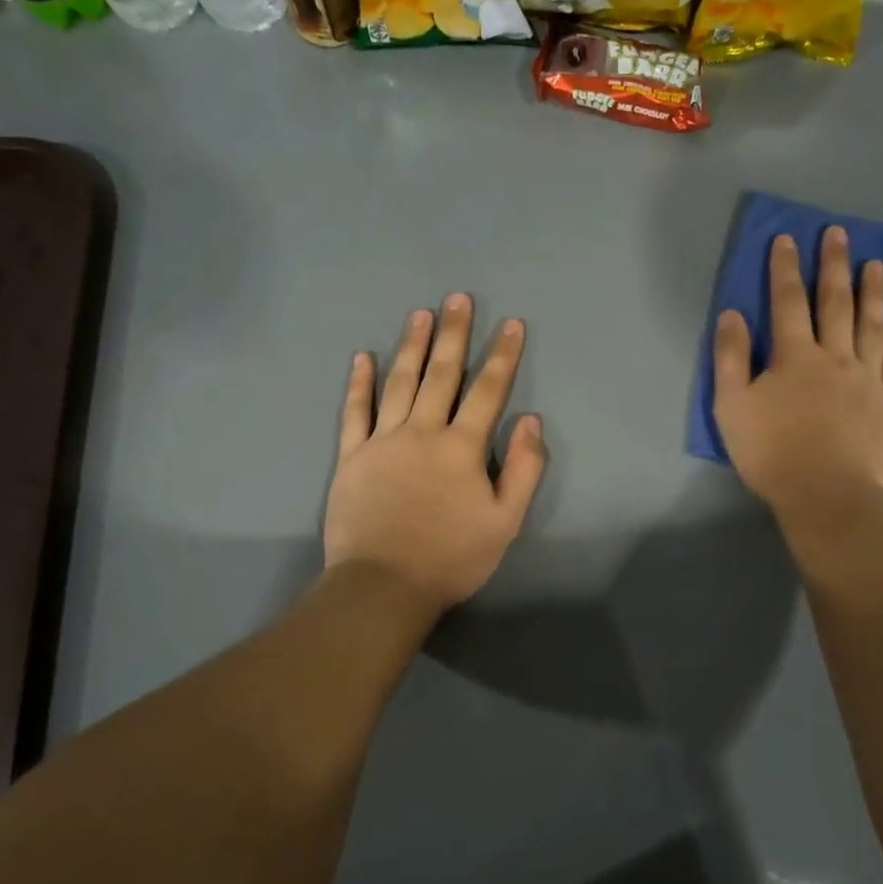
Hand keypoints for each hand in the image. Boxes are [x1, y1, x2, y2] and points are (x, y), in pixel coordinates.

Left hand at [324, 294, 545, 613]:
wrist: (384, 585)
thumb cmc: (451, 557)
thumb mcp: (505, 521)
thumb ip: (524, 469)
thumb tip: (531, 422)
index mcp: (462, 447)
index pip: (488, 391)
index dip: (502, 355)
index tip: (511, 324)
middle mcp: (422, 432)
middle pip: (441, 374)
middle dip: (453, 334)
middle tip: (458, 298)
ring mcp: (382, 441)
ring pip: (400, 383)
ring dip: (411, 346)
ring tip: (420, 313)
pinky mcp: (351, 456)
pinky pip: (355, 412)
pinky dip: (360, 383)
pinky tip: (363, 358)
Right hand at [713, 227, 882, 532]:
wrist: (827, 495)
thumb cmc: (771, 452)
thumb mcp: (731, 407)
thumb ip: (730, 358)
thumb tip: (733, 314)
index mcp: (794, 357)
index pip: (788, 302)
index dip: (785, 268)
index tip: (786, 239)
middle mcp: (835, 357)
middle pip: (835, 303)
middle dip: (834, 265)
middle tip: (838, 234)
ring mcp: (868, 379)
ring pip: (872, 325)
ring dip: (873, 292)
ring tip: (877, 264)